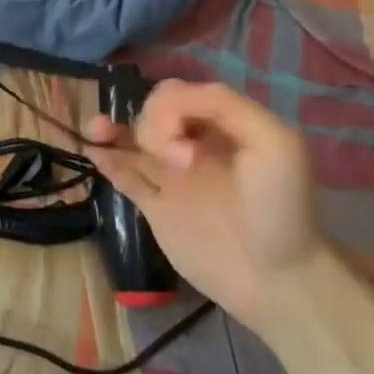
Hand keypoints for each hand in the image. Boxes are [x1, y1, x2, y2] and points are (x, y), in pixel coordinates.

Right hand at [88, 80, 323, 331]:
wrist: (277, 280)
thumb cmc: (280, 208)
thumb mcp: (273, 140)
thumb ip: (222, 104)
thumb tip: (167, 102)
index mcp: (220, 125)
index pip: (177, 94)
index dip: (171, 109)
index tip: (190, 148)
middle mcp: (193, 144)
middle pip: (151, 112)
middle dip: (154, 126)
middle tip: (181, 165)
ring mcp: (172, 176)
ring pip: (131, 138)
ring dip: (110, 126)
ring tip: (97, 129)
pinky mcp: (156, 207)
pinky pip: (123, 173)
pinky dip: (104, 158)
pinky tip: (93, 151)